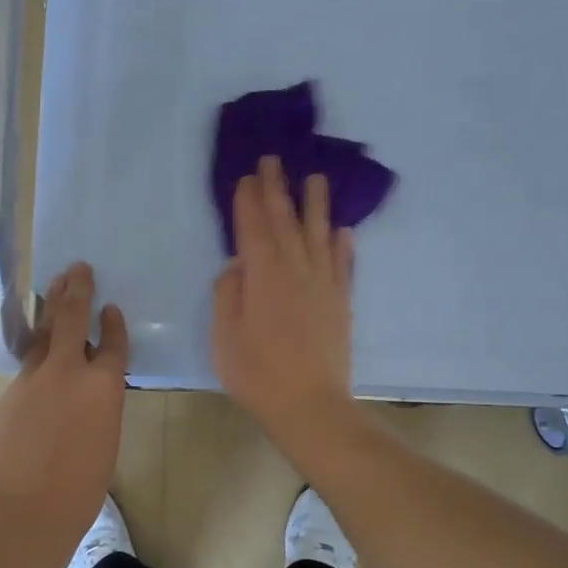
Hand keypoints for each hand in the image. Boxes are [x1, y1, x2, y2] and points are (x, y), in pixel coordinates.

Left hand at [0, 262, 128, 552]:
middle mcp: (69, 371)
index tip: (110, 307)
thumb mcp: (106, 438)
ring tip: (54, 286)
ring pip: (43, 334)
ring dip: (50, 307)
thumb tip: (88, 387)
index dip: (113, 323)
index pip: (113, 342)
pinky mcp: (9, 392)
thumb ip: (99, 403)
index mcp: (104, 386)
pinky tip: (39, 360)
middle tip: (78, 268)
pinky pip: (28, 367)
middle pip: (71, 317)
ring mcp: (33, 378)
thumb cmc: (82, 487)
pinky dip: (37, 358)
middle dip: (76, 289)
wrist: (27, 509)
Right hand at [212, 156, 357, 456]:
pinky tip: (343, 230)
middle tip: (273, 161)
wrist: (310, 406)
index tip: (247, 176)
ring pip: (319, 234)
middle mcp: (297, 269)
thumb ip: (228, 294)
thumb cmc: (257, 373)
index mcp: (263, 275)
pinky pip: (343, 263)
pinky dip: (342, 243)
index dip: (248, 201)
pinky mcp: (341, 302)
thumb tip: (238, 265)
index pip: (253, 227)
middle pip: (285, 221)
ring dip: (315, 205)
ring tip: (315, 179)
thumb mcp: (224, 336)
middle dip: (277, 189)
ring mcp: (324, 284)